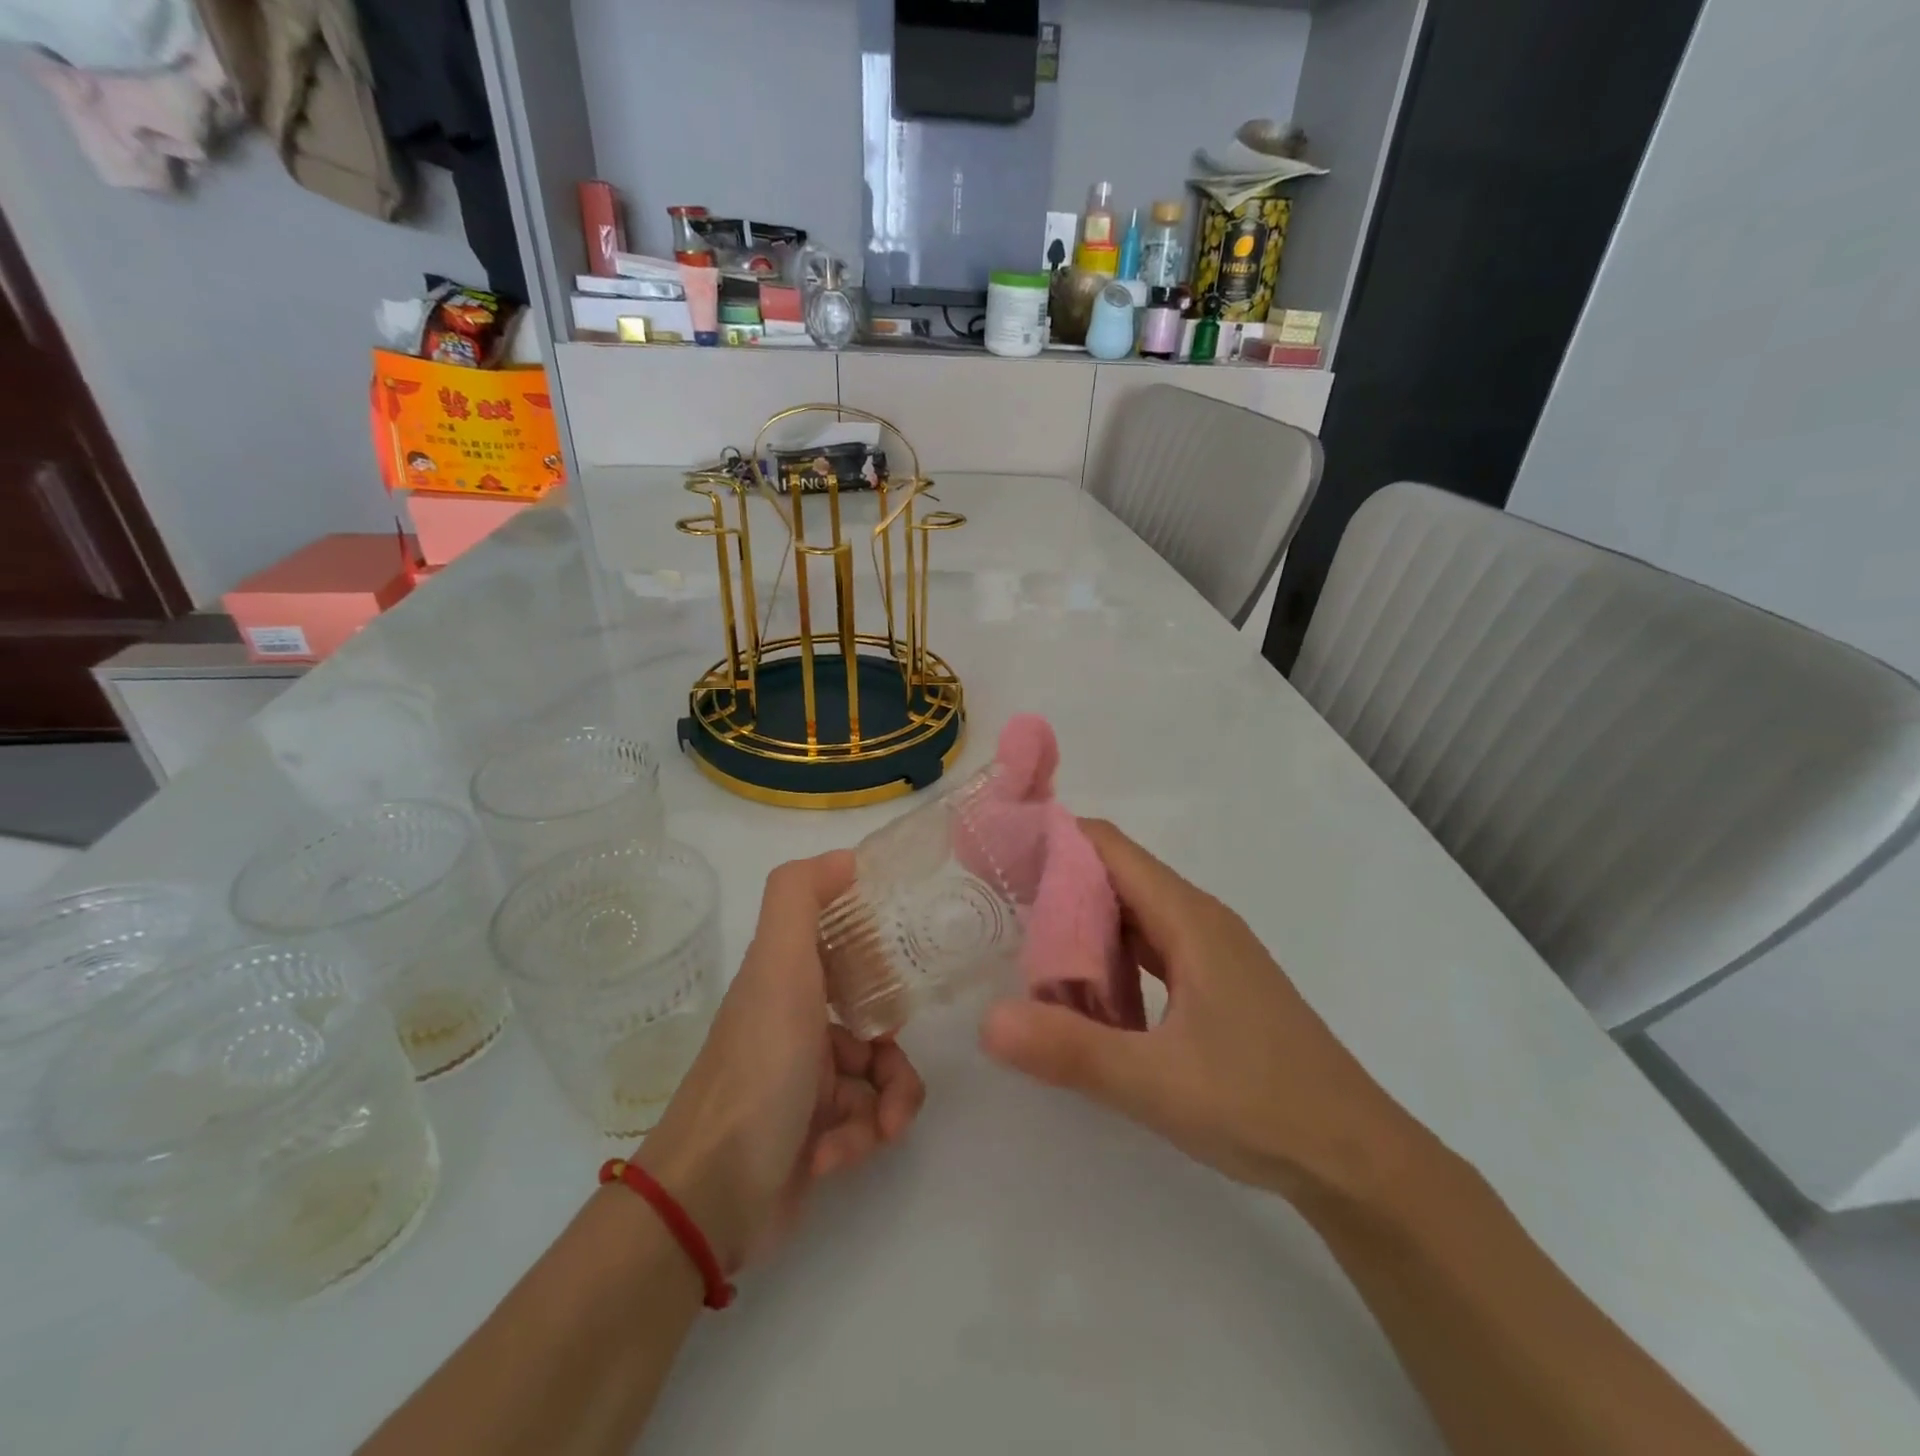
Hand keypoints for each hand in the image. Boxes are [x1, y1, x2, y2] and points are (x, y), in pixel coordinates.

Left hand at [638, 852, 925, 1271]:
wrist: (714, 1196)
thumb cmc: (759, 1069)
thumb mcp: (779, 967)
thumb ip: (800, 898)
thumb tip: (846, 856)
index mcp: (785, 983)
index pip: (844, 954)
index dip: (876, 961)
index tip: (901, 976)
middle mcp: (794, 1027)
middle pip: (873, 1023)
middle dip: (894, 1052)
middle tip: (890, 1067)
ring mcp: (804, 1086)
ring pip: (879, 1077)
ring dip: (890, 1100)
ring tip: (879, 1126)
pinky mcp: (815, 1139)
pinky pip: (865, 1123)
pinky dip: (863, 1137)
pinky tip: (835, 1157)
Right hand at [979, 820, 1414, 1205]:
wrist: (1358, 1161)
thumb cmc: (1262, 1106)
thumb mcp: (1156, 1083)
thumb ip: (1070, 1049)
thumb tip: (988, 1020)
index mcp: (1189, 919)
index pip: (1108, 848)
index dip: (1053, 840)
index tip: (999, 854)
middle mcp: (1199, 922)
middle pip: (1116, 878)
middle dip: (1056, 886)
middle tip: (997, 908)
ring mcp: (1210, 955)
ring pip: (1132, 918)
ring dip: (1082, 929)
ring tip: (1027, 951)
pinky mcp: (1215, 987)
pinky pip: (1149, 953)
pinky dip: (1110, 962)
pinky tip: (1086, 999)